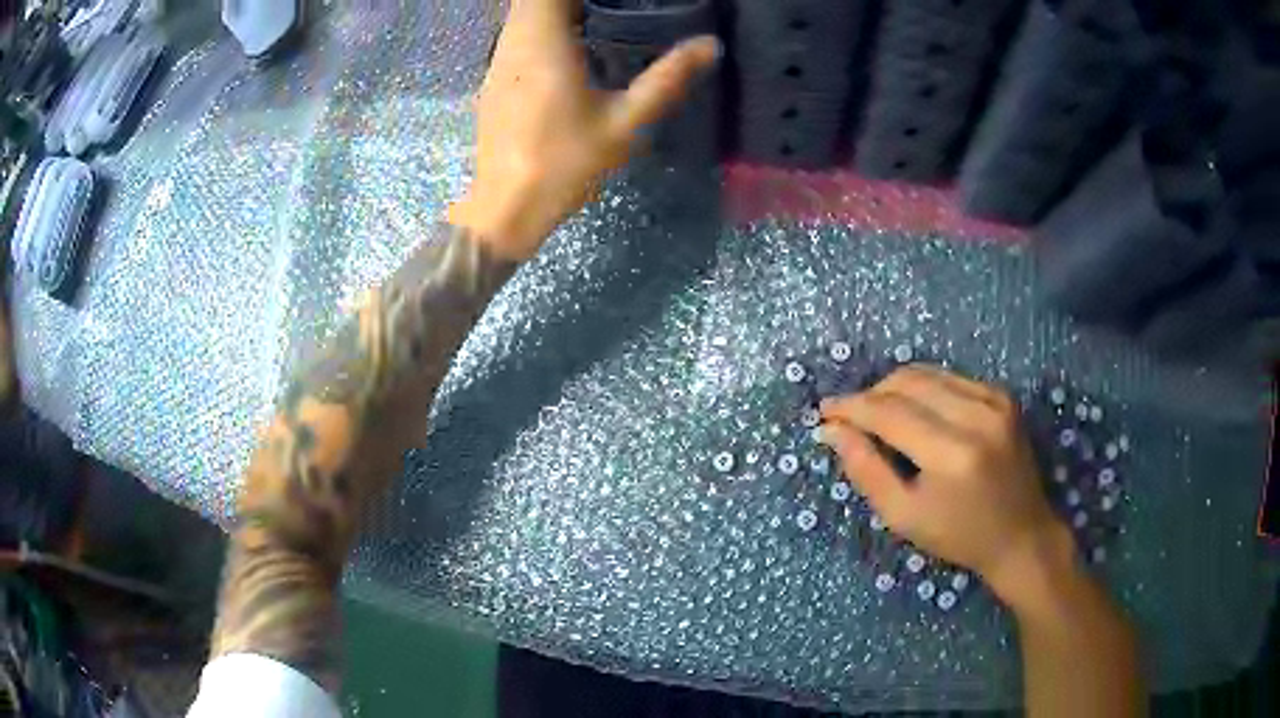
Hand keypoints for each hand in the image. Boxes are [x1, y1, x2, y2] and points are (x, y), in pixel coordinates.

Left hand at [447, 0, 719, 260]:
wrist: (506, 207)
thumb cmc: (566, 165)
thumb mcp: (625, 124)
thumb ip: (667, 79)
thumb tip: (710, 44)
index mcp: (543, 44)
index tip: (614, 0)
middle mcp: (513, 43)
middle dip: (571, 0)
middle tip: (611, 7)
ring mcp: (497, 61)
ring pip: (521, 14)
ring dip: (554, 9)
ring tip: (595, 16)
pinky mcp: (493, 79)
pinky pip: (515, 34)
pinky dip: (539, 26)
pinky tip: (567, 44)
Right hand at [819, 364, 1068, 599]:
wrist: (1021, 534)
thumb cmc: (958, 536)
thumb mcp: (903, 516)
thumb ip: (865, 470)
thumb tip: (832, 430)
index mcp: (952, 454)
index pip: (888, 413)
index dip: (851, 408)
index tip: (824, 412)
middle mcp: (976, 415)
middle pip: (906, 382)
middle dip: (871, 395)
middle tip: (851, 418)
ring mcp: (994, 400)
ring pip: (927, 373)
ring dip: (894, 389)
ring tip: (880, 415)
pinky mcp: (1002, 395)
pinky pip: (949, 378)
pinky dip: (924, 389)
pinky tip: (917, 413)